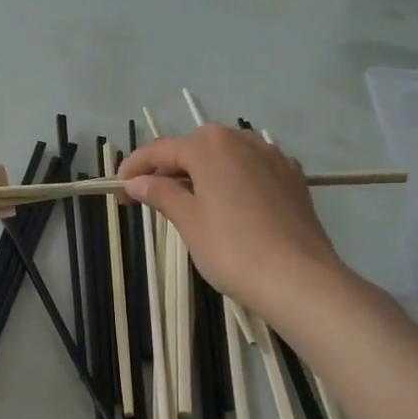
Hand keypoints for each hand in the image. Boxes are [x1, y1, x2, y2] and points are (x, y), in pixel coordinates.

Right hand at [118, 125, 344, 317]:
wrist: (298, 278)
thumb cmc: (232, 249)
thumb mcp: (188, 221)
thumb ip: (161, 194)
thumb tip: (136, 182)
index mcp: (210, 146)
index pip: (161, 150)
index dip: (136, 167)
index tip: (118, 188)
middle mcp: (242, 140)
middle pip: (195, 148)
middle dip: (168, 169)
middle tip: (147, 197)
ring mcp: (272, 157)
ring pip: (225, 157)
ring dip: (201, 172)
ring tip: (186, 200)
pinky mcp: (292, 178)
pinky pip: (251, 169)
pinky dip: (231, 180)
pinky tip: (227, 203)